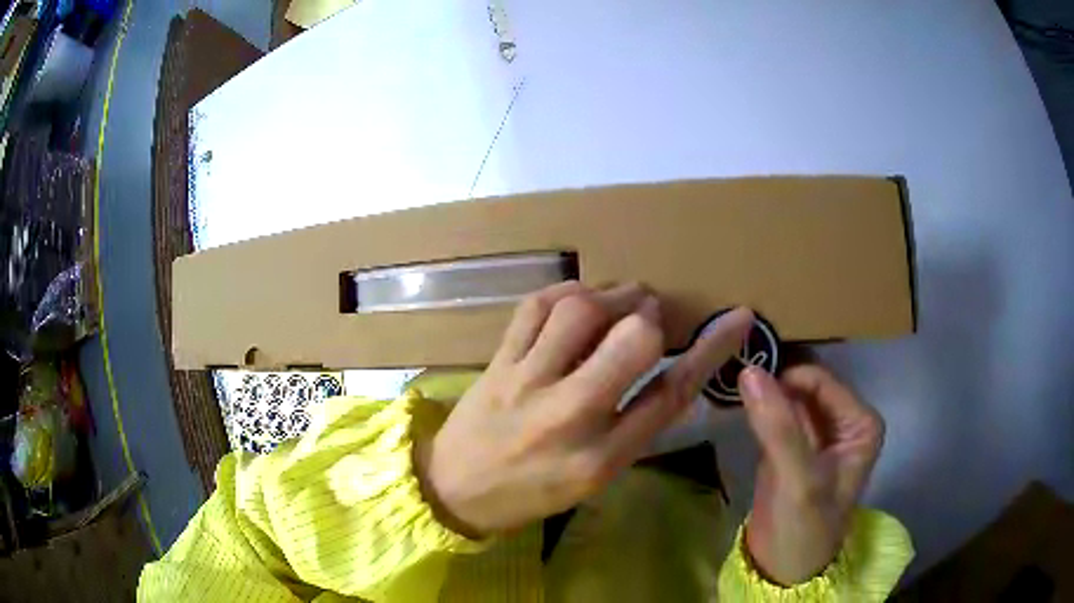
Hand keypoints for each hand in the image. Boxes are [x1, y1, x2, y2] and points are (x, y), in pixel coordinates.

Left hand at [416, 281, 753, 536]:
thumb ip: (634, 428)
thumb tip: (669, 371)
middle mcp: (569, 416)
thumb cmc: (530, 493)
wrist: (453, 491)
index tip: (736, 318)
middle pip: (632, 342)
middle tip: (649, 311)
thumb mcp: (594, 479)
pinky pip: (534, 308)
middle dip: (650, 316)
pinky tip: (577, 298)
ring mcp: (527, 383)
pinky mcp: (497, 362)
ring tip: (618, 299)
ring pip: (581, 313)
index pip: (671, 393)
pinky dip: (565, 292)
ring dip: (611, 295)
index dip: (710, 350)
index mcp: (602, 457)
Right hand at [738, 364, 884, 584]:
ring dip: (762, 392)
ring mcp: (816, 433)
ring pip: (788, 396)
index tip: (745, 375)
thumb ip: (779, 428)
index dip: (785, 376)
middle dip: (772, 380)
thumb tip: (749, 371)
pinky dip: (756, 407)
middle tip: (734, 375)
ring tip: (731, 384)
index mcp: (859, 422)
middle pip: (804, 384)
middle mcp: (842, 421)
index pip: (820, 381)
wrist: (781, 569)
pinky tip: (735, 402)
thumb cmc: (805, 527)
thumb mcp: (798, 480)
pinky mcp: (790, 445)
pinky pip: (774, 414)